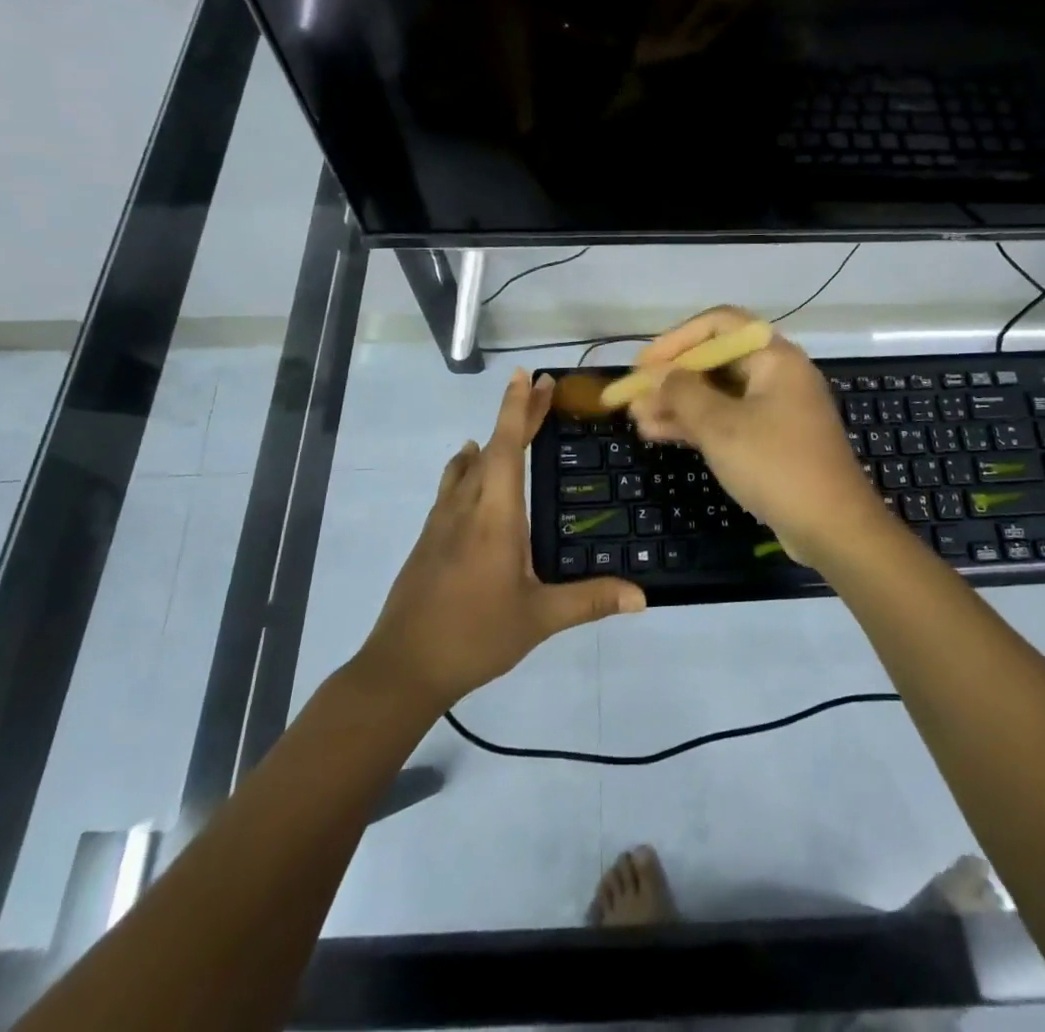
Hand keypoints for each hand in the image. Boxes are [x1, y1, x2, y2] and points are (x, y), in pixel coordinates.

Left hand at [357, 371, 645, 709]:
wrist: (403, 667)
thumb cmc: (474, 635)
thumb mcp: (538, 618)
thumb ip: (589, 601)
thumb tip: (642, 597)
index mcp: (495, 515)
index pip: (507, 447)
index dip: (518, 408)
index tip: (528, 376)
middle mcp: (466, 507)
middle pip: (491, 447)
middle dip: (516, 415)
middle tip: (540, 389)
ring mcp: (442, 522)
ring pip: (467, 466)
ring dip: (491, 441)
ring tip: (508, 428)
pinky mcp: (429, 539)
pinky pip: (453, 487)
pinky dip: (468, 468)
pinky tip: (470, 475)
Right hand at [628, 307, 885, 565]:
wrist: (833, 528)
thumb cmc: (776, 465)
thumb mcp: (721, 426)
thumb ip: (683, 392)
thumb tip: (658, 374)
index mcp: (774, 357)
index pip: (719, 324)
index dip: (676, 339)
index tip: (644, 364)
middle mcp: (778, 375)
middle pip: (716, 360)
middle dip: (672, 377)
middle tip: (633, 396)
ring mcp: (776, 409)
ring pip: (718, 394)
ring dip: (678, 403)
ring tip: (637, 418)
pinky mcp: (772, 440)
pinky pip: (728, 420)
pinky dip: (696, 424)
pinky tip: (658, 434)